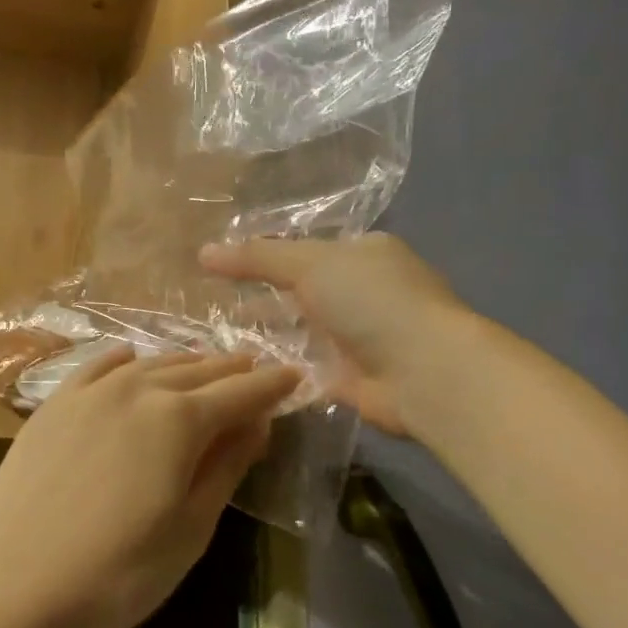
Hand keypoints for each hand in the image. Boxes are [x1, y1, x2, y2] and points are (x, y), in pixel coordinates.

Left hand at [0, 348, 301, 627]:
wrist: (6, 585)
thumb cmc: (114, 573)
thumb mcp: (189, 531)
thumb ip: (226, 468)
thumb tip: (256, 423)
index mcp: (178, 420)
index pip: (240, 393)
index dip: (272, 385)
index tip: (295, 376)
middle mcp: (136, 389)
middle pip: (197, 371)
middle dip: (232, 370)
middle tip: (256, 370)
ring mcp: (89, 393)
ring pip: (151, 364)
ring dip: (185, 363)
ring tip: (206, 366)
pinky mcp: (53, 405)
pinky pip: (99, 367)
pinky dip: (126, 360)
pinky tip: (132, 359)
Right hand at [199, 234, 461, 434]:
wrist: (423, 372)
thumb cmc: (371, 301)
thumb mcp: (309, 265)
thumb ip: (257, 257)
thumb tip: (205, 251)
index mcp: (363, 254)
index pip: (306, 249)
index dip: (265, 255)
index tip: (222, 266)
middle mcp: (363, 292)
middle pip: (301, 291)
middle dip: (261, 297)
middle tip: (210, 303)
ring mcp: (358, 337)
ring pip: (300, 331)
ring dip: (266, 333)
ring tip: (214, 336)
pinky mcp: (349, 378)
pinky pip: (304, 368)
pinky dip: (277, 367)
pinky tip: (239, 369)